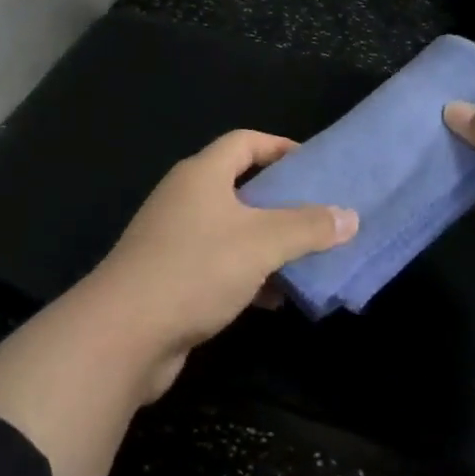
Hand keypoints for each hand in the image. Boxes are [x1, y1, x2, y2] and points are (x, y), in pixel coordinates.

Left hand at [87, 130, 357, 394]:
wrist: (124, 333)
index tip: (315, 166)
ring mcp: (174, 239)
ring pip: (233, 230)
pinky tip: (275, 298)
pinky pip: (220, 265)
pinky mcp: (171, 277)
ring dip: (268, 243)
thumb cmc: (196, 269)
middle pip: (241, 186)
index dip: (280, 147)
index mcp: (202, 175)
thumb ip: (308, 227)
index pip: (245, 142)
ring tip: (309, 258)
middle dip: (282, 201)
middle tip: (321, 214)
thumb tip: (350, 216)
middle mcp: (185, 198)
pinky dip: (249, 274)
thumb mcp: (262, 243)